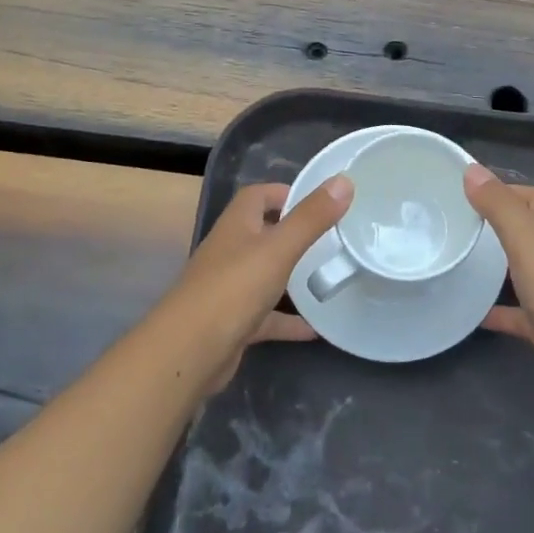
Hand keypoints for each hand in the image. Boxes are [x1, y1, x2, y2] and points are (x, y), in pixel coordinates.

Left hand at [161, 177, 350, 394]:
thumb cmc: (234, 289)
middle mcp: (230, 252)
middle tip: (333, 238)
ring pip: (266, 275)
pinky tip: (316, 328)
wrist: (189, 351)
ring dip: (293, 277)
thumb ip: (311, 218)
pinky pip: (267, 316)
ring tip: (329, 278)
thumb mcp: (279, 249)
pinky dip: (289, 320)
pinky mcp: (233, 322)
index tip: (321, 200)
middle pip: (263, 234)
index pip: (258, 196)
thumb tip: (344, 181)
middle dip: (295, 234)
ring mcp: (230, 288)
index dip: (285, 192)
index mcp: (237, 226)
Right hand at [465, 165, 533, 416]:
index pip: (532, 197)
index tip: (463, 192)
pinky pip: (517, 312)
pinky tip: (471, 313)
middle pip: (527, 231)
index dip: (502, 190)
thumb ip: (500, 206)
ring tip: (458, 259)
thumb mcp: (528, 241)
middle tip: (453, 224)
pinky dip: (497, 309)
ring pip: (522, 269)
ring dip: (495, 264)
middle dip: (495, 224)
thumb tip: (472, 170)